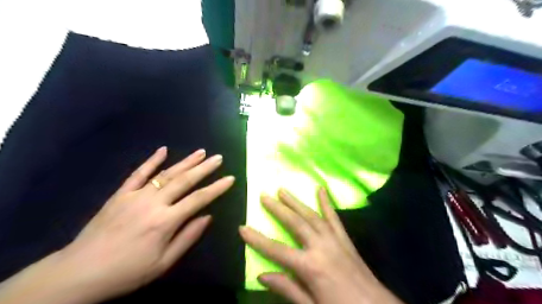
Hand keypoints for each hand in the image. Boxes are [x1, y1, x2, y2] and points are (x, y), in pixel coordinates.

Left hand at [47, 146, 231, 301]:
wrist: (80, 272)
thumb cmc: (127, 271)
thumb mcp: (163, 262)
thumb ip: (187, 237)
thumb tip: (207, 217)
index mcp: (166, 221)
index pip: (198, 199)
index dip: (217, 188)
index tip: (230, 178)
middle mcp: (153, 203)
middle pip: (184, 180)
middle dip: (204, 168)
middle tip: (218, 158)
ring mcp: (136, 195)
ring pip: (166, 174)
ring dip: (185, 161)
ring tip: (201, 152)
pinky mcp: (121, 194)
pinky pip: (138, 174)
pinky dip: (151, 161)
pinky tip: (163, 150)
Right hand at [240, 189, 400, 303]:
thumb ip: (287, 289)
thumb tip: (262, 275)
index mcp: (309, 266)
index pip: (276, 250)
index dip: (257, 239)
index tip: (242, 227)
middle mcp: (320, 247)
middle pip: (295, 223)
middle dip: (277, 209)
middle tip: (264, 195)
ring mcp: (334, 239)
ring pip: (311, 215)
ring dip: (296, 202)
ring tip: (283, 190)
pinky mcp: (345, 239)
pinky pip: (334, 217)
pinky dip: (326, 202)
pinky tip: (321, 189)